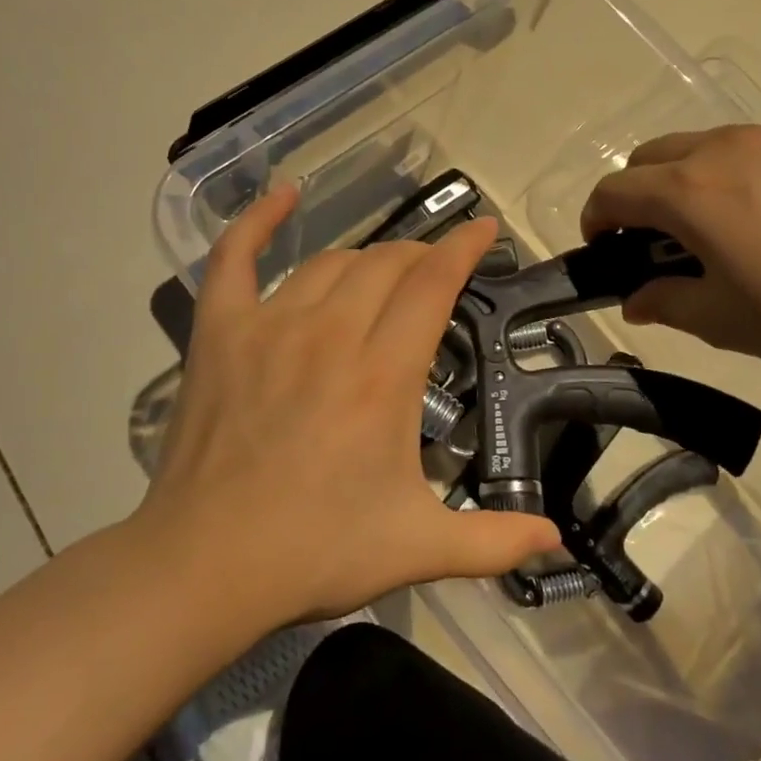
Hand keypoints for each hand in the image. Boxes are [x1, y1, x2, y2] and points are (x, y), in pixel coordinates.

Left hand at [132, 184, 558, 633]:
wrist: (205, 567)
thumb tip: (556, 540)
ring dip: (368, 259)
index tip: (484, 229)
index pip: (433, 282)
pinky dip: (257, 220)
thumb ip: (495, 542)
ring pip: (331, 262)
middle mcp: (330, 333)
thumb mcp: (418, 548)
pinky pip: (234, 258)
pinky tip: (283, 193)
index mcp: (383, 374)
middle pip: (387, 263)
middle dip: (422, 256)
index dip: (463, 248)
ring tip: (385, 272)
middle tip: (437, 272)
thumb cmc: (317, 552)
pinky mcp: (220, 332)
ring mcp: (269, 326)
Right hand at [580, 124, 760, 380]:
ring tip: (719, 225)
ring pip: (702, 144)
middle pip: (650, 156)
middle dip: (636, 194)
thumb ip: (664, 302)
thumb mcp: (724, 321)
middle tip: (656, 240)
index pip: (614, 190)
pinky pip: (754, 145)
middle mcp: (724, 147)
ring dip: (686, 178)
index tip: (604, 251)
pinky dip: (737, 170)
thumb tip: (635, 299)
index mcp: (690, 191)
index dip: (596, 220)